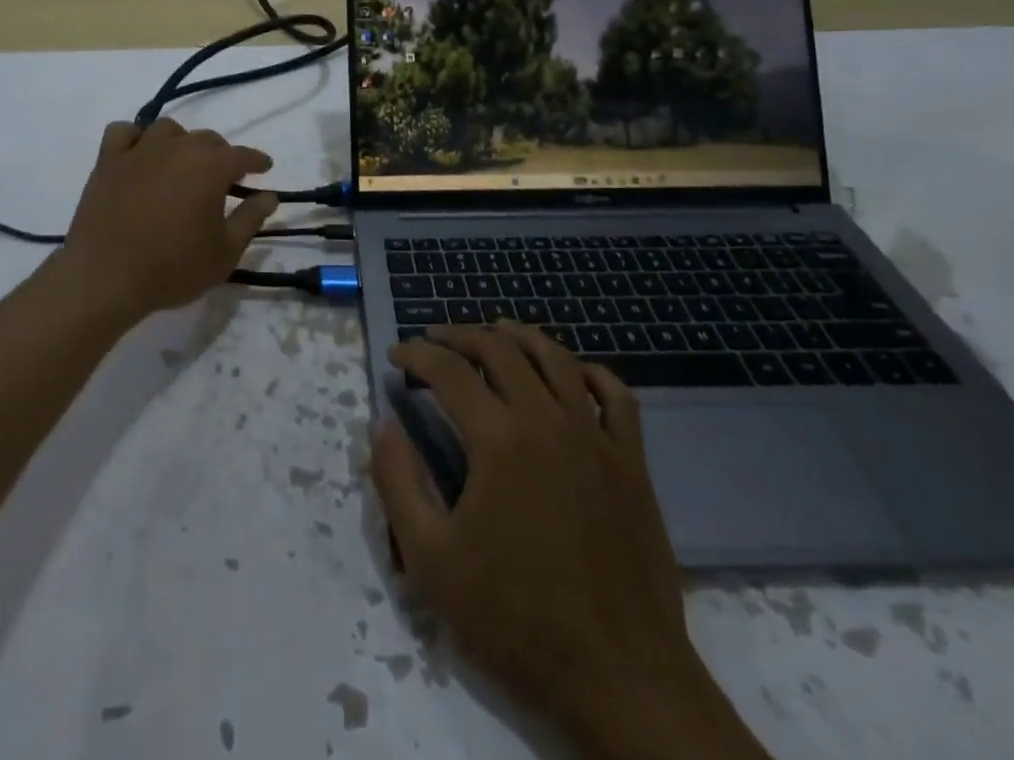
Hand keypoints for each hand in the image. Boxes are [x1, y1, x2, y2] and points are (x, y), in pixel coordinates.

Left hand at [57, 119, 279, 320]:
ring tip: (182, 164)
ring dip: (181, 142)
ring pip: (168, 130)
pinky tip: (140, 154)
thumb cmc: (172, 269)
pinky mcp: (108, 160)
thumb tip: (270, 195)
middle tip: (222, 178)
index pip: (241, 155)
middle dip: (221, 155)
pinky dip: (136, 138)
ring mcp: (139, 151)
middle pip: (206, 139)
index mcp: (209, 168)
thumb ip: (250, 219)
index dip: (256, 160)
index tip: (264, 167)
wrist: (105, 279)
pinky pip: (124, 132)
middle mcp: (176, 149)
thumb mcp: (224, 253)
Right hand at [371, 326, 766, 759]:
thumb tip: (382, 424)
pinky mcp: (631, 463)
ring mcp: (596, 438)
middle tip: (434, 338)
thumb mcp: (432, 561)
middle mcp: (548, 420)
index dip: (416, 354)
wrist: (622, 682)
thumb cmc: (517, 621)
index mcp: (499, 439)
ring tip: (493, 331)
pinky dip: (588, 371)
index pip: (448, 370)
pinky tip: (571, 372)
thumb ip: (398, 483)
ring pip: (555, 358)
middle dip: (459, 335)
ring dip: (518, 336)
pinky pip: (615, 395)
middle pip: (500, 349)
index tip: (396, 356)